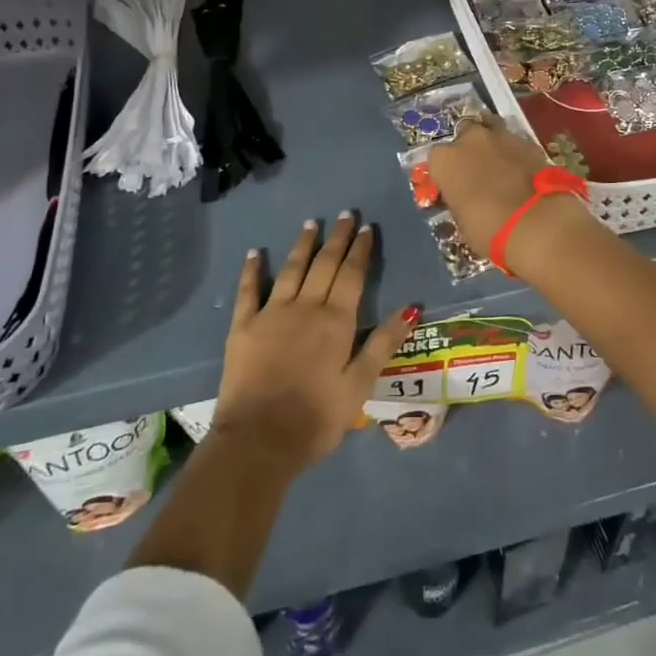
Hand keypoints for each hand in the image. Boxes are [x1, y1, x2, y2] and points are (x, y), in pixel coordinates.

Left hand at [214, 213, 416, 473]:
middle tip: (344, 214)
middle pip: (325, 264)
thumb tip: (411, 307)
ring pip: (291, 269)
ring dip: (302, 245)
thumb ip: (383, 343)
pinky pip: (248, 290)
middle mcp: (306, 307)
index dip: (360, 250)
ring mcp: (272, 313)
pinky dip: (251, 270)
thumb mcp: (359, 386)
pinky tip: (254, 253)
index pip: (352, 275)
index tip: (366, 227)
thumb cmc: (316, 418)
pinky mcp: (243, 327)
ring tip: (311, 223)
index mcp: (336, 321)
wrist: (259, 441)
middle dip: (337, 238)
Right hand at [428, 119, 592, 265]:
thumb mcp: (461, 220)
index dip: (447, 174)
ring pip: (491, 135)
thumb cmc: (488, 228)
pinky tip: (522, 174)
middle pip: (464, 138)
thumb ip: (459, 199)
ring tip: (502, 171)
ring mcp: (501, 136)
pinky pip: (515, 145)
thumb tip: (465, 198)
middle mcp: (469, 138)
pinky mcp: (529, 141)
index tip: (454, 189)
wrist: (536, 222)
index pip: (437, 161)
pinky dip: (515, 156)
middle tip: (478, 176)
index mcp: (444, 159)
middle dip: (470, 153)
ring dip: (493, 149)